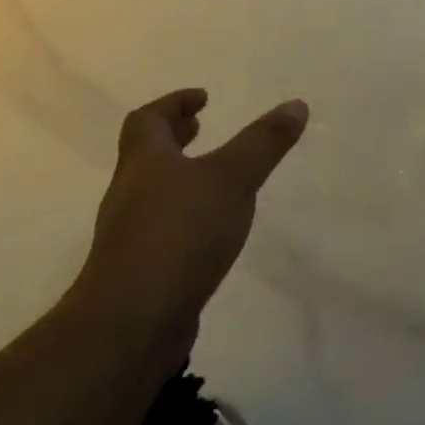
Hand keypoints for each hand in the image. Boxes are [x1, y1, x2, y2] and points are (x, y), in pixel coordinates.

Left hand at [72, 89, 307, 355]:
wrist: (129, 325)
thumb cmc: (179, 235)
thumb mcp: (231, 179)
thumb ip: (264, 143)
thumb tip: (296, 104)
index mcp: (145, 162)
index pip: (148, 120)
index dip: (173, 104)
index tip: (202, 98)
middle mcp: (129, 194)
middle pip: (145, 155)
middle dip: (173, 139)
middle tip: (200, 128)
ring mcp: (129, 237)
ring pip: (152, 194)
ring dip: (179, 178)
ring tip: (213, 180)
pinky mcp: (138, 274)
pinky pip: (160, 231)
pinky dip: (183, 218)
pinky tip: (209, 234)